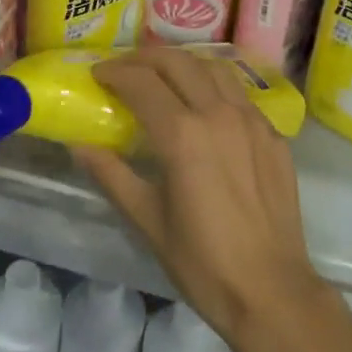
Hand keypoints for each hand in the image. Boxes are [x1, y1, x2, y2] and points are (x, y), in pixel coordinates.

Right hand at [73, 50, 329, 351]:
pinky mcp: (272, 133)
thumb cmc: (203, 263)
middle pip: (177, 62)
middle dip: (145, 58)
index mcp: (182, 134)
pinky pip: (239, 93)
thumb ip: (112, 175)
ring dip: (182, 64)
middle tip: (125, 69)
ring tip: (163, 77)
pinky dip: (214, 85)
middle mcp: (218, 113)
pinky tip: (205, 106)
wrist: (272, 292)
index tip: (98, 75)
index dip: (115, 72)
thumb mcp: (148, 220)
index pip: (141, 83)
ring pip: (213, 67)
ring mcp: (251, 119)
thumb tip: (78, 145)